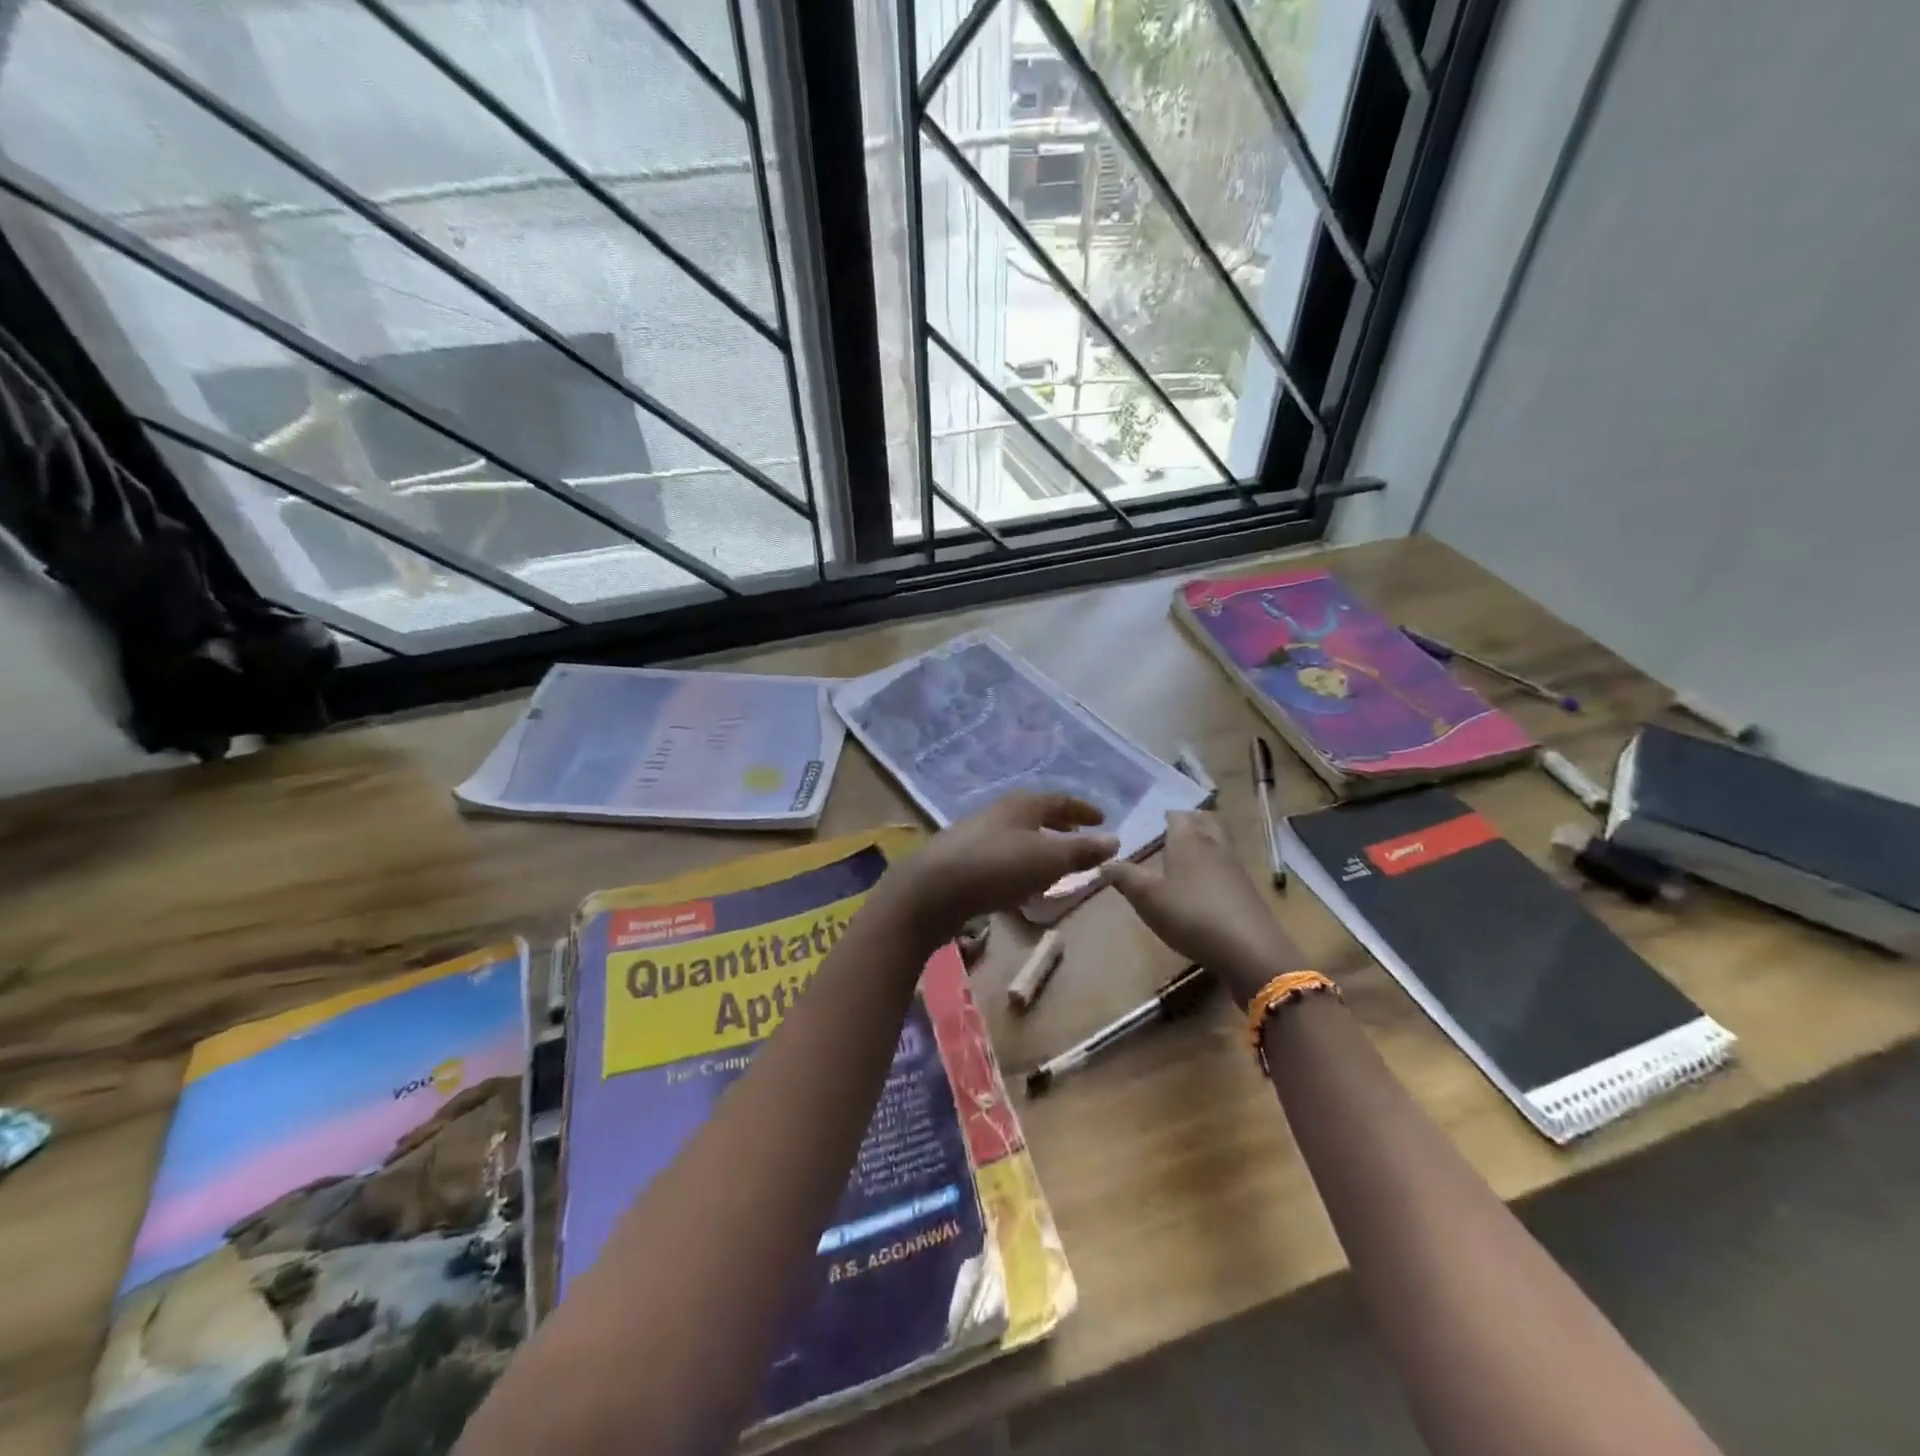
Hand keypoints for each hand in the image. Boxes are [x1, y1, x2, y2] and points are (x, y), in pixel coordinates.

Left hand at [883, 793, 1118, 945]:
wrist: (932, 890)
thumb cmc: (997, 867)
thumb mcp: (1048, 860)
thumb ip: (1082, 851)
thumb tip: (1114, 840)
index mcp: (1021, 805)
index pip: (1059, 800)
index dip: (1082, 809)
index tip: (1102, 819)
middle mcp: (997, 812)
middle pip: (1035, 813)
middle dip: (1059, 824)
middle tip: (1079, 835)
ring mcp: (974, 835)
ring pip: (1016, 834)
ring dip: (1038, 844)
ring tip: (1053, 863)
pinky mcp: (959, 860)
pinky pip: (999, 855)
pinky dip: (1018, 862)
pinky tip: (1019, 884)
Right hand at [1102, 811, 1302, 1005]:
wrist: (1249, 949)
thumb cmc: (1190, 914)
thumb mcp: (1146, 898)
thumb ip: (1123, 877)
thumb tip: (1103, 863)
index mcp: (1188, 838)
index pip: (1176, 814)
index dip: (1164, 816)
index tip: (1150, 823)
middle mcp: (1214, 844)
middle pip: (1204, 821)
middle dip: (1189, 822)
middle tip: (1170, 834)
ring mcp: (1235, 866)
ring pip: (1219, 842)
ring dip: (1204, 844)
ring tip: (1184, 859)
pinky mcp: (1248, 890)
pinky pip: (1228, 866)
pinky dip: (1214, 868)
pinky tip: (1203, 886)